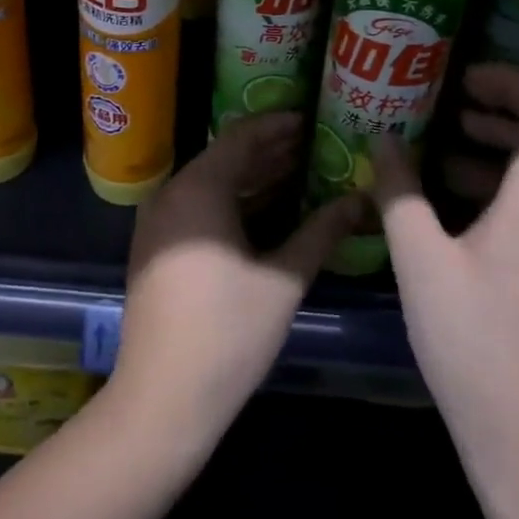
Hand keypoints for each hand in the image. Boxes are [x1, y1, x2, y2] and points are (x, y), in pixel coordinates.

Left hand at [111, 113, 362, 450]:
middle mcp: (171, 194)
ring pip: (211, 184)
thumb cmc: (228, 333)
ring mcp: (158, 223)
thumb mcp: (283, 279)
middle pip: (224, 157)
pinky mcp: (156, 248)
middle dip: (269, 150)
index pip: (241, 136)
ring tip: (299, 171)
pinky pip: (198, 207)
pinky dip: (232, 202)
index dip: (278, 125)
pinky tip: (266, 211)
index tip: (312, 118)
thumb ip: (322, 231)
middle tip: (314, 144)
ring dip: (252, 177)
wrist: (161, 399)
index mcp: (198, 189)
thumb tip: (361, 200)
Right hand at [370, 64, 518, 503]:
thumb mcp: (420, 262)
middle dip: (512, 105)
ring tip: (455, 148)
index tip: (464, 80)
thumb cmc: (476, 344)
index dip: (511, 79)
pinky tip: (473, 206)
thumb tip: (384, 140)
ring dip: (515, 144)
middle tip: (458, 104)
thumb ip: (399, 191)